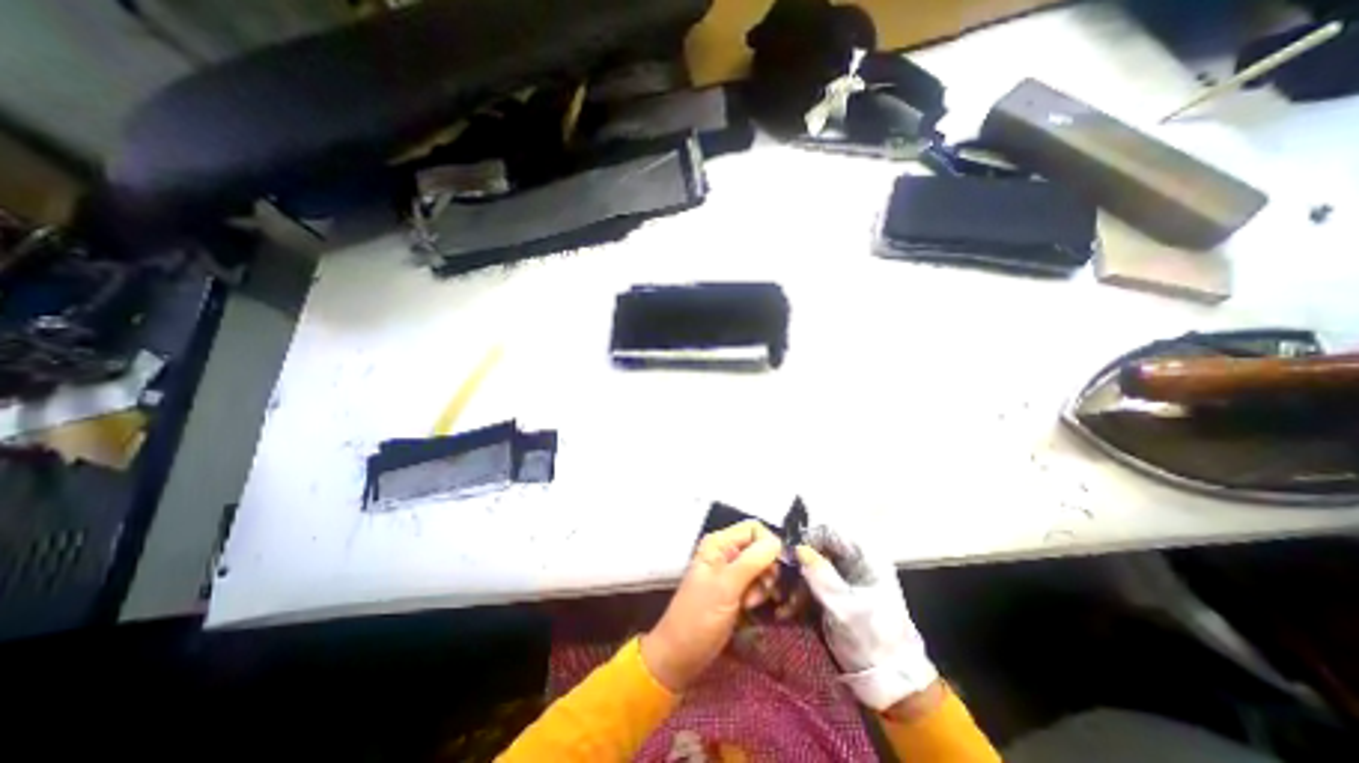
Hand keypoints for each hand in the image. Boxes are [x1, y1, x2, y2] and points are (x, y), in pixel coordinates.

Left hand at [643, 526, 778, 690]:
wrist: (679, 656)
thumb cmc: (698, 618)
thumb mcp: (726, 587)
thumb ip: (751, 562)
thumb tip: (777, 542)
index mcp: (719, 543)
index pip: (754, 529)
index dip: (769, 545)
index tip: (775, 570)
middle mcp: (725, 552)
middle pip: (760, 548)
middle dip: (767, 569)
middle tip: (759, 592)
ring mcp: (730, 572)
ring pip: (762, 567)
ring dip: (764, 585)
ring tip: (751, 604)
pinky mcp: (735, 591)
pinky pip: (757, 583)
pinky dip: (760, 595)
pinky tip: (752, 609)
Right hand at [800, 521, 934, 710]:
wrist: (890, 684)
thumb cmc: (873, 640)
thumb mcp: (845, 608)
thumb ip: (822, 576)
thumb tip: (798, 548)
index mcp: (864, 557)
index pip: (829, 532)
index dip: (807, 540)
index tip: (790, 559)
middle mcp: (853, 562)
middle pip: (816, 549)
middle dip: (797, 566)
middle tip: (779, 584)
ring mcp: (842, 578)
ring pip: (810, 567)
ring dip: (794, 584)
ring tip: (782, 605)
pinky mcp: (833, 595)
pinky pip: (810, 584)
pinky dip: (797, 595)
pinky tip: (787, 611)